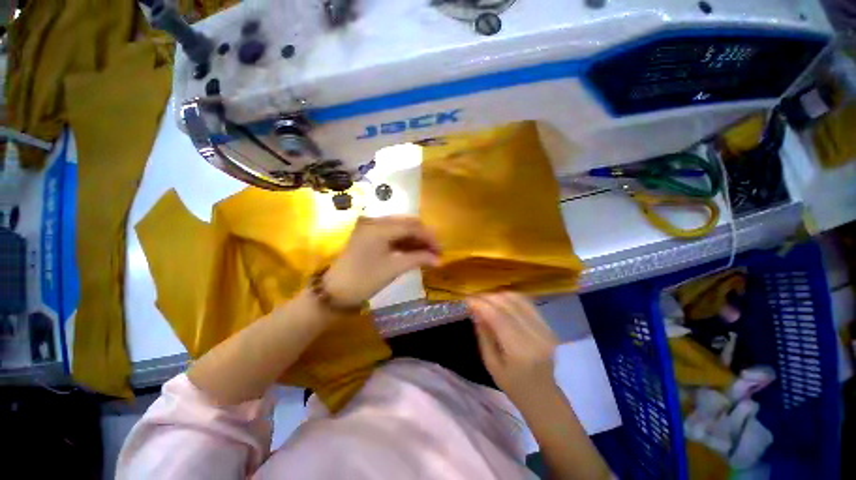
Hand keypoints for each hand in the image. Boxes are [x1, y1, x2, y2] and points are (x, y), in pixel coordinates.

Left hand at [324, 216, 440, 305]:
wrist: (333, 292)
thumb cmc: (363, 280)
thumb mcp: (393, 269)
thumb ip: (418, 259)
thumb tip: (439, 260)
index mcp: (380, 227)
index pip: (413, 226)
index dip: (430, 237)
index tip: (442, 251)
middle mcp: (376, 221)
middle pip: (408, 224)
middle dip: (424, 236)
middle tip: (436, 252)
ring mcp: (371, 228)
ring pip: (401, 228)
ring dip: (415, 239)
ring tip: (428, 253)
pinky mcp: (370, 236)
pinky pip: (392, 234)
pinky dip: (405, 242)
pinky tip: (414, 251)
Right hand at [468, 293, 559, 406]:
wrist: (546, 397)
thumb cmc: (515, 387)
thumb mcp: (492, 365)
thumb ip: (484, 336)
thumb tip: (476, 312)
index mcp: (520, 351)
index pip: (498, 317)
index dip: (481, 304)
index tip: (467, 299)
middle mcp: (535, 335)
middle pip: (508, 304)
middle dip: (488, 297)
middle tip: (474, 299)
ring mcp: (545, 329)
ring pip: (519, 300)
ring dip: (499, 296)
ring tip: (486, 299)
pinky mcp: (549, 326)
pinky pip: (528, 304)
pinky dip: (512, 299)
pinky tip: (501, 301)